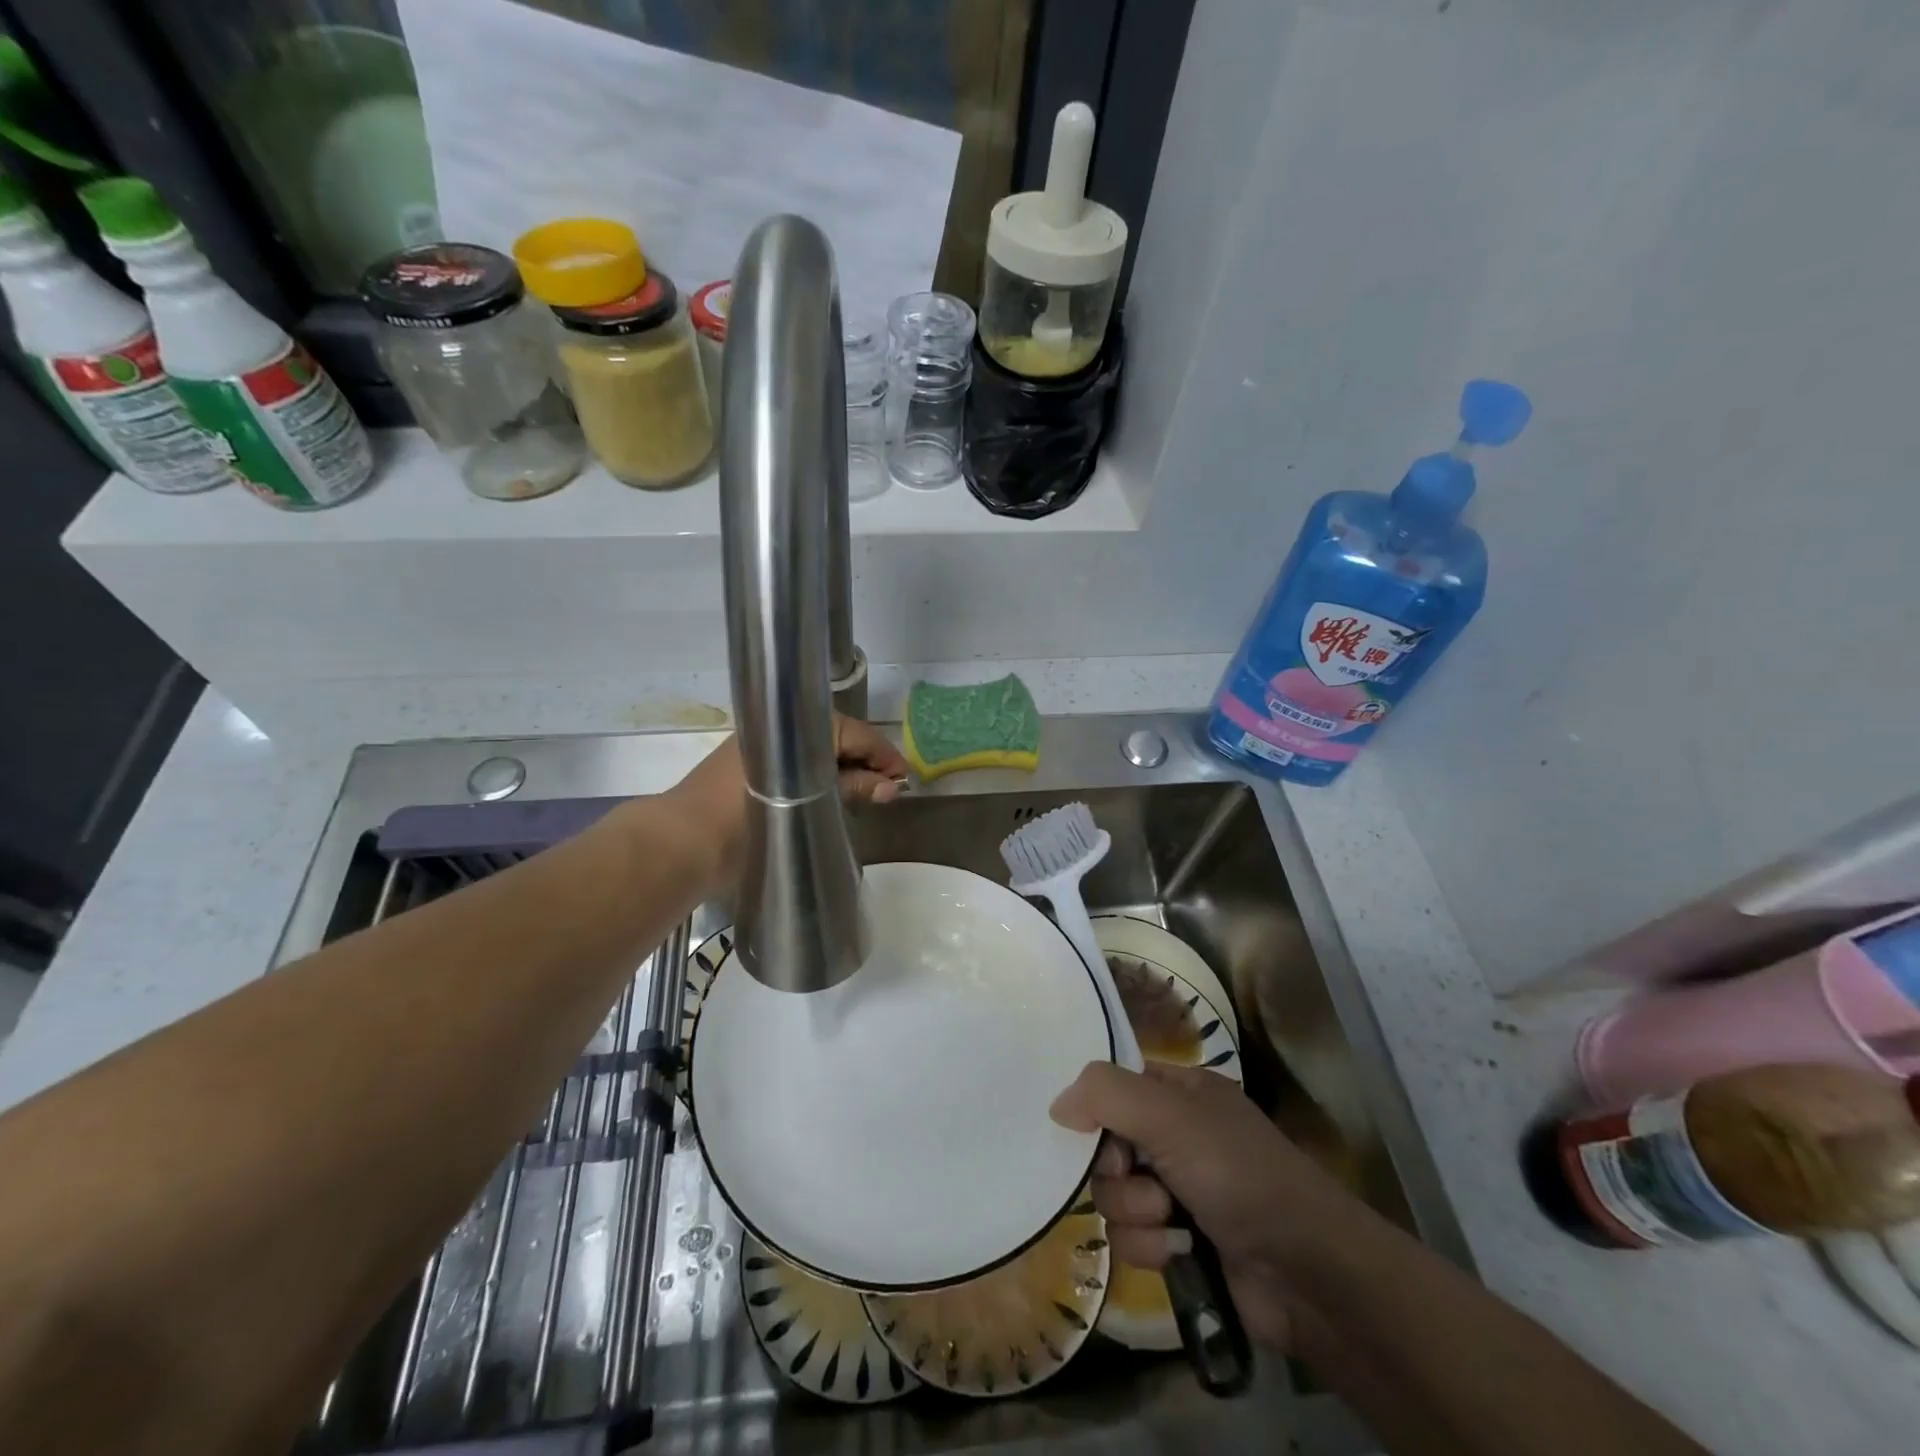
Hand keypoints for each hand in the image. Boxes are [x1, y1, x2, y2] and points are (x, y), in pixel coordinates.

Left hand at [664, 715, 909, 892]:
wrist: (678, 847)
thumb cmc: (743, 824)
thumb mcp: (806, 806)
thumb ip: (850, 790)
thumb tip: (892, 787)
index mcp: (789, 730)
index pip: (851, 731)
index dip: (882, 753)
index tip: (904, 777)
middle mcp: (773, 733)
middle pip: (833, 738)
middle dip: (864, 761)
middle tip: (888, 789)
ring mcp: (757, 752)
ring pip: (814, 753)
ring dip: (842, 771)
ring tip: (866, 795)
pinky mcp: (746, 774)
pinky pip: (795, 766)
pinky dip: (818, 779)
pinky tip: (830, 799)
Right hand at [1050, 1061, 1358, 1350]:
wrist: (1306, 1271)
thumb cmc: (1237, 1172)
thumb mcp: (1170, 1115)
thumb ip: (1106, 1094)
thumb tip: (1058, 1105)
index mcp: (1181, 1091)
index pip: (1114, 1085)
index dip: (1096, 1108)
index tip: (1090, 1130)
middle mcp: (1175, 1135)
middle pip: (1106, 1145)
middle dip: (1117, 1171)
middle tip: (1137, 1178)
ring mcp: (1178, 1191)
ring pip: (1113, 1196)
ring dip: (1134, 1212)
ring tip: (1169, 1220)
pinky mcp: (1178, 1242)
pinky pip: (1130, 1238)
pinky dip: (1148, 1246)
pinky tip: (1178, 1251)